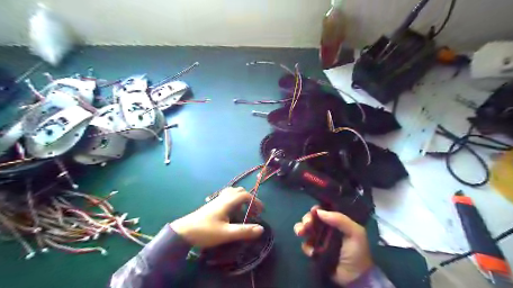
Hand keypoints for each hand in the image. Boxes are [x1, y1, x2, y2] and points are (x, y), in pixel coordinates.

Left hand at [169, 186, 263, 246]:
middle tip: (253, 211)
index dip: (255, 201)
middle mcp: (222, 198)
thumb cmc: (205, 232)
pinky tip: (231, 212)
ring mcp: (216, 200)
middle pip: (239, 191)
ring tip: (244, 211)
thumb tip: (261, 229)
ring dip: (241, 198)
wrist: (183, 232)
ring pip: (232, 193)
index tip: (261, 211)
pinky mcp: (212, 205)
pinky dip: (234, 201)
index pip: (245, 195)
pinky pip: (226, 197)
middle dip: (249, 199)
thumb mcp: (226, 233)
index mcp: (227, 202)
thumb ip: (244, 231)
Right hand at [297, 208, 373, 284]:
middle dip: (307, 218)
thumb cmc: (357, 252)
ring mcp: (320, 240)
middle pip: (312, 218)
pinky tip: (311, 252)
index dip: (317, 209)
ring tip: (300, 232)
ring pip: (306, 229)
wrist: (355, 278)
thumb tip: (319, 211)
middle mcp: (327, 229)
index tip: (313, 211)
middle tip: (307, 224)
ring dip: (300, 228)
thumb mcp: (355, 233)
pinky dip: (306, 246)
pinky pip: (306, 245)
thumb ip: (340, 219)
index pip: (324, 211)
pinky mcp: (315, 252)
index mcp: (337, 222)